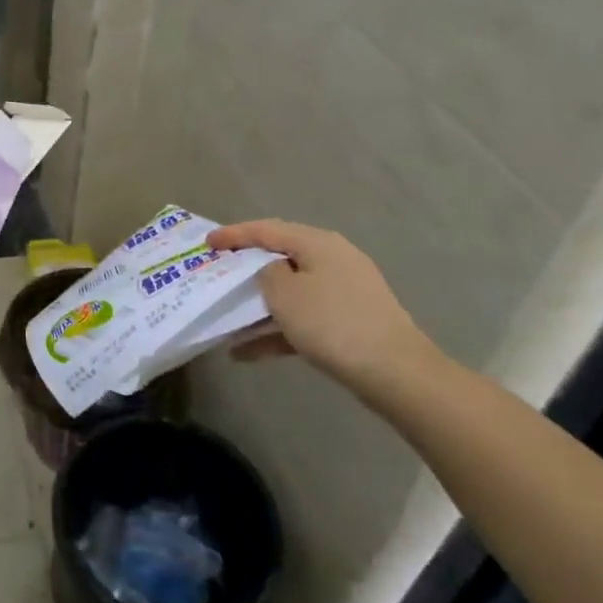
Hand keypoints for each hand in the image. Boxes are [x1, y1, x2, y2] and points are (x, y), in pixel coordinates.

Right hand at [208, 219, 438, 390]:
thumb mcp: (284, 293)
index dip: (234, 234)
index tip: (207, 242)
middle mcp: (333, 259)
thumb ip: (267, 274)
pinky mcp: (350, 321)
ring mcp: (345, 292)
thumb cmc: (332, 323)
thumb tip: (273, 273)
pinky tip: (247, 354)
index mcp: (318, 243)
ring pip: (291, 293)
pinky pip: (304, 319)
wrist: (395, 372)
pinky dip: (277, 331)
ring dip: (258, 308)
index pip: (267, 230)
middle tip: (218, 274)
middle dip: (246, 270)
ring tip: (226, 322)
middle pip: (280, 258)